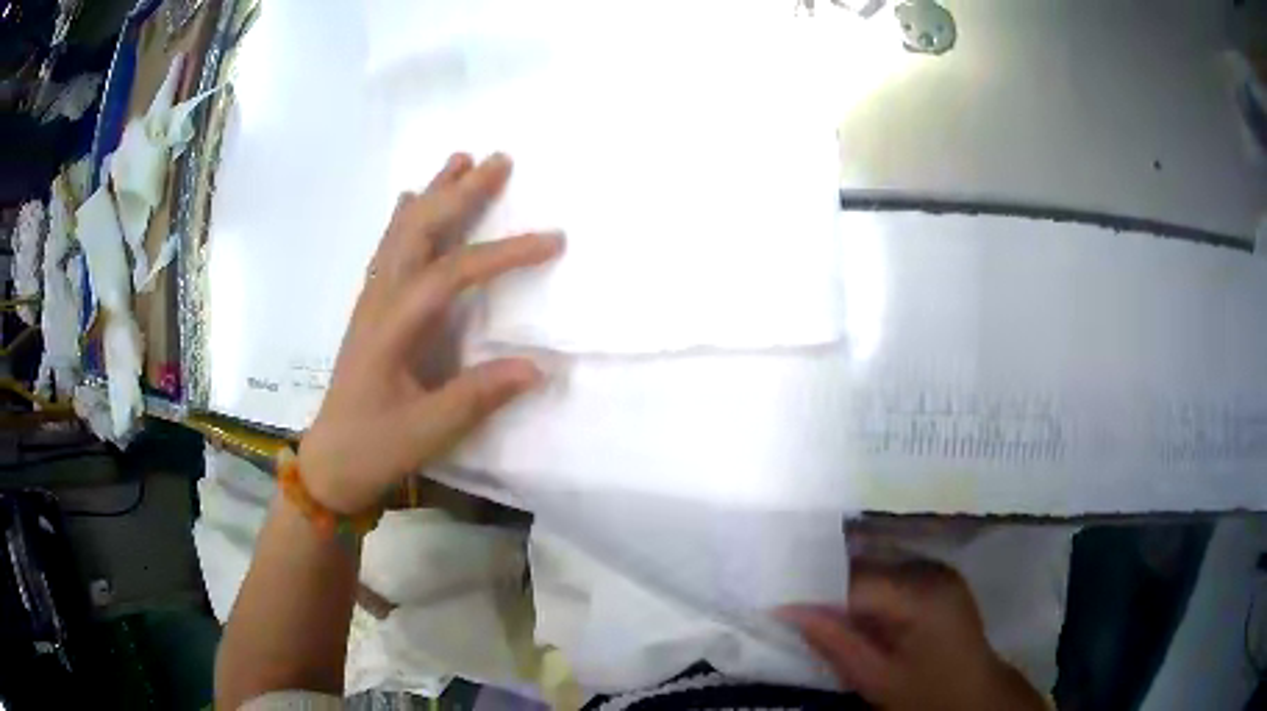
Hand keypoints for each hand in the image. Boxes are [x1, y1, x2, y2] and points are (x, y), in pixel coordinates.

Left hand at [298, 153, 563, 513]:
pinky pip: (388, 248)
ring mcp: (371, 300)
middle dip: (459, 193)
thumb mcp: (429, 430)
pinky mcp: (371, 308)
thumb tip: (538, 367)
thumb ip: (479, 396)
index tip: (552, 241)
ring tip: (460, 160)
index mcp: (392, 327)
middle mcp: (379, 301)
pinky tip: (411, 201)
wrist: (331, 460)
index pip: (451, 274)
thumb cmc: (376, 446)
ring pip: (401, 232)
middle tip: (498, 161)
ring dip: (432, 194)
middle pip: (419, 232)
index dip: (502, 254)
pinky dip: (405, 218)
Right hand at [780, 559, 1046, 710]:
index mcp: (921, 594)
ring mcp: (940, 569)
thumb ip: (834, 642)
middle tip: (794, 605)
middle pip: (867, 566)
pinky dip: (870, 589)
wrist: (975, 695)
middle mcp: (932, 569)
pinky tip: (856, 610)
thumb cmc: (926, 694)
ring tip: (820, 607)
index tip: (780, 604)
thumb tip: (786, 609)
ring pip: (879, 565)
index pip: (855, 579)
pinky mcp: (941, 576)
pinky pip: (894, 572)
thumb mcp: (876, 678)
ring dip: (849, 586)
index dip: (815, 590)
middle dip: (830, 585)